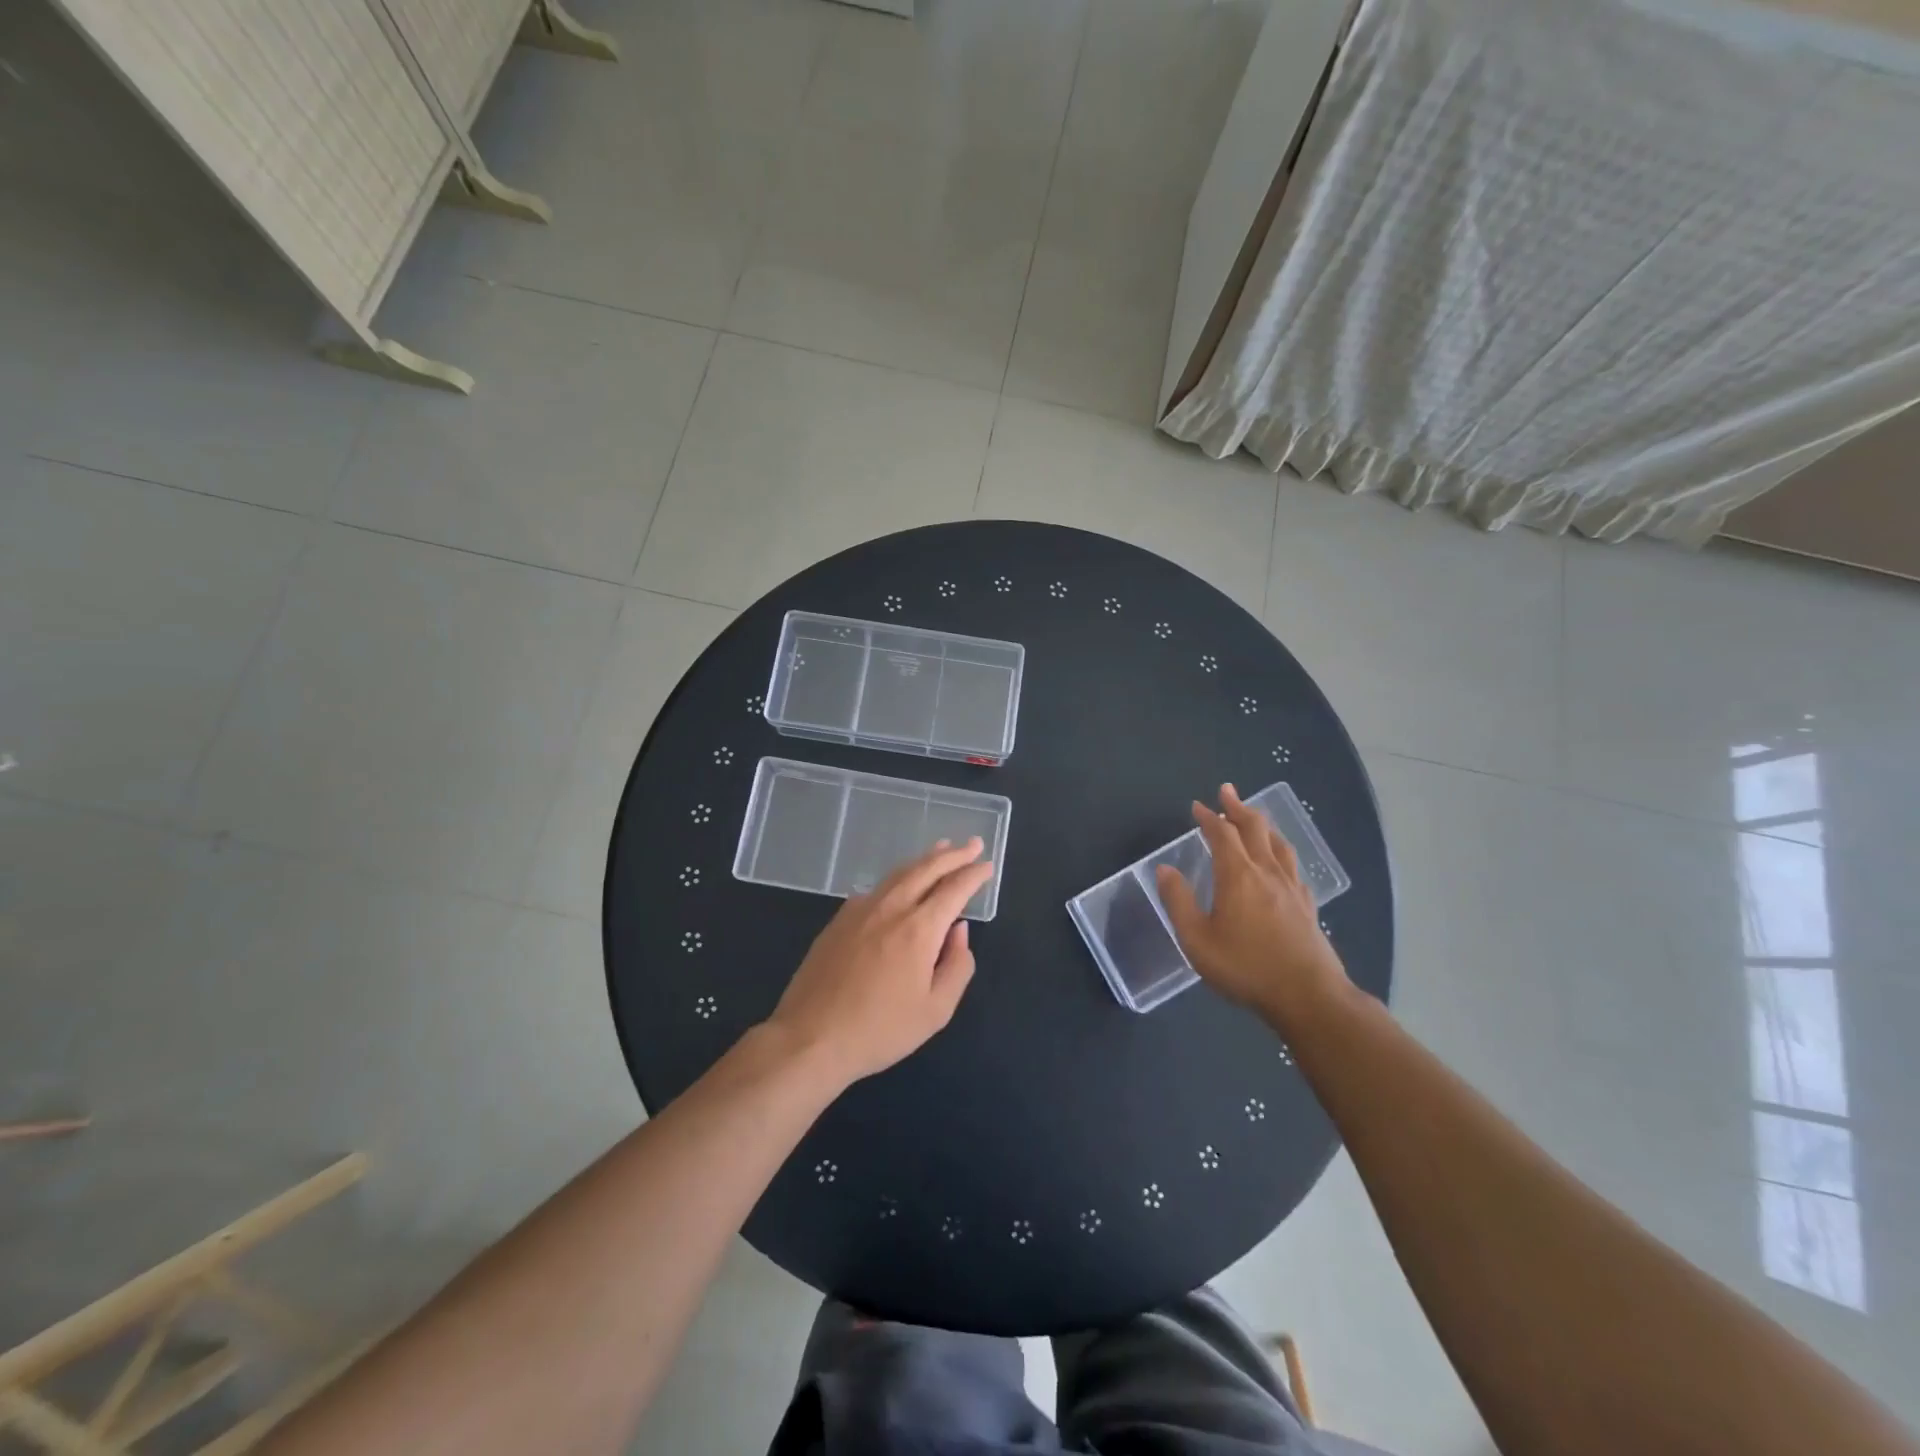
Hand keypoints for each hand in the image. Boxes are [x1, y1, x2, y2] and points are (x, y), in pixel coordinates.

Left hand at [767, 838, 992, 1087]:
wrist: (810, 1037)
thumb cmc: (880, 1030)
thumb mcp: (935, 1011)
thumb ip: (957, 966)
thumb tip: (959, 931)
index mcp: (919, 929)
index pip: (953, 889)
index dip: (973, 875)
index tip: (987, 865)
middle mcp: (891, 908)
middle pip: (926, 869)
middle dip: (953, 855)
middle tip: (972, 844)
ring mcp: (860, 910)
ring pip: (899, 873)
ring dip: (924, 859)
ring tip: (941, 849)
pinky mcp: (839, 919)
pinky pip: (876, 888)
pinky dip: (897, 877)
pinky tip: (900, 883)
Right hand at [1155, 784, 1351, 1030]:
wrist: (1308, 997)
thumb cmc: (1245, 967)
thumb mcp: (1197, 940)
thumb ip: (1179, 902)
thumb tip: (1165, 870)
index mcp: (1237, 876)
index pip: (1222, 835)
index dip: (1209, 817)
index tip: (1198, 806)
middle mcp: (1267, 873)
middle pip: (1255, 829)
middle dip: (1238, 807)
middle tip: (1227, 791)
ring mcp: (1292, 888)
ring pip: (1279, 844)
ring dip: (1263, 825)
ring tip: (1254, 817)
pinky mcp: (1308, 906)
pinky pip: (1294, 867)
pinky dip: (1281, 853)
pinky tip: (1281, 862)